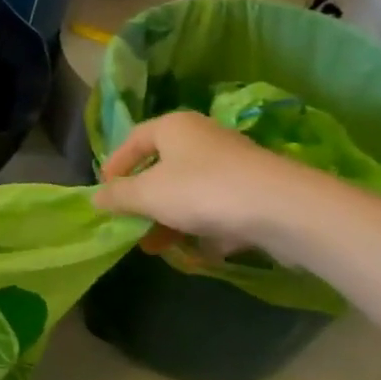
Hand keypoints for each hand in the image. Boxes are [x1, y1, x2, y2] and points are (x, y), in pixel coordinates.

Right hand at [92, 110, 331, 258]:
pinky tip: (198, 252)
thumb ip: (118, 196)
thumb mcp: (147, 194)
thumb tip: (95, 198)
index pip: (132, 139)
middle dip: (143, 200)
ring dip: (170, 218)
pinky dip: (204, 227)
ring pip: (189, 191)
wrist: (285, 210)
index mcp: (173, 127)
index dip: (115, 166)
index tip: (104, 193)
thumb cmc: (203, 190)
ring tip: (157, 246)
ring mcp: (232, 165)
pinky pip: (218, 208)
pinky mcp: (256, 192)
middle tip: (129, 224)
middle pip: (161, 167)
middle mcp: (202, 138)